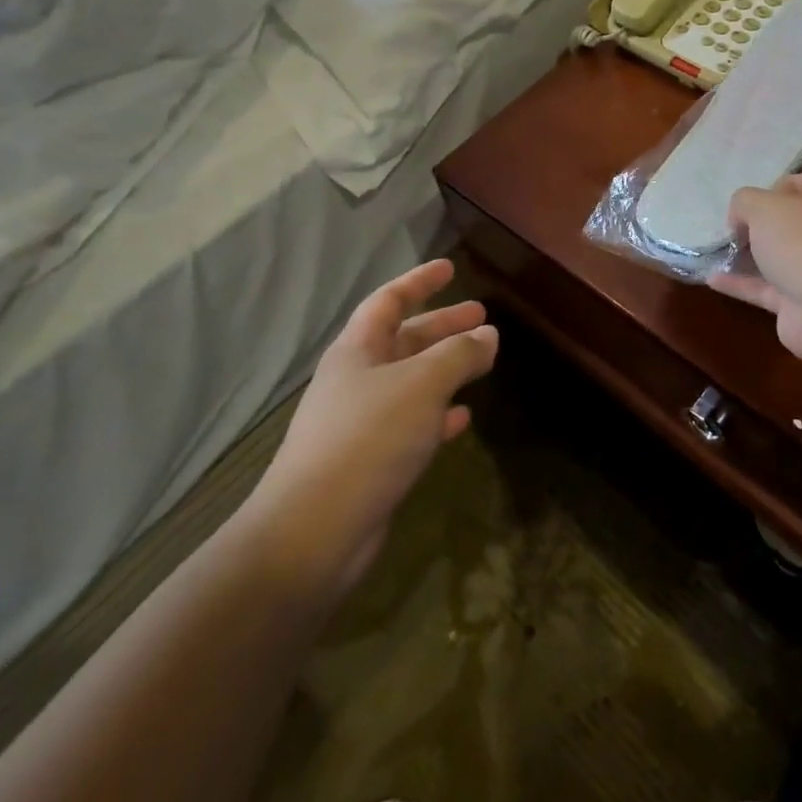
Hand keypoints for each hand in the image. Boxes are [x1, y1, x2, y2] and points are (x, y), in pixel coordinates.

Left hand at [241, 259, 496, 593]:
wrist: (313, 533)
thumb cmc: (368, 439)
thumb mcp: (422, 385)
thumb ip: (459, 355)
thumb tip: (488, 333)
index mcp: (357, 350)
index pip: (389, 301)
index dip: (420, 281)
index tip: (450, 268)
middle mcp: (356, 380)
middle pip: (404, 340)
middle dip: (443, 326)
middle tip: (482, 316)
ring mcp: (361, 423)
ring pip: (412, 382)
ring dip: (446, 369)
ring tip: (484, 361)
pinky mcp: (371, 462)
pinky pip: (412, 425)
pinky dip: (438, 415)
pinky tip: (463, 418)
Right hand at [709, 170, 801, 368]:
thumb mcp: (765, 206)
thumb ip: (745, 201)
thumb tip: (741, 216)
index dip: (781, 185)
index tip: (755, 200)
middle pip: (796, 221)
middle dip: (761, 223)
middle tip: (735, 226)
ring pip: (782, 257)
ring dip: (749, 255)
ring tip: (717, 250)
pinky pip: (769, 289)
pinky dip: (743, 284)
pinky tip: (713, 279)